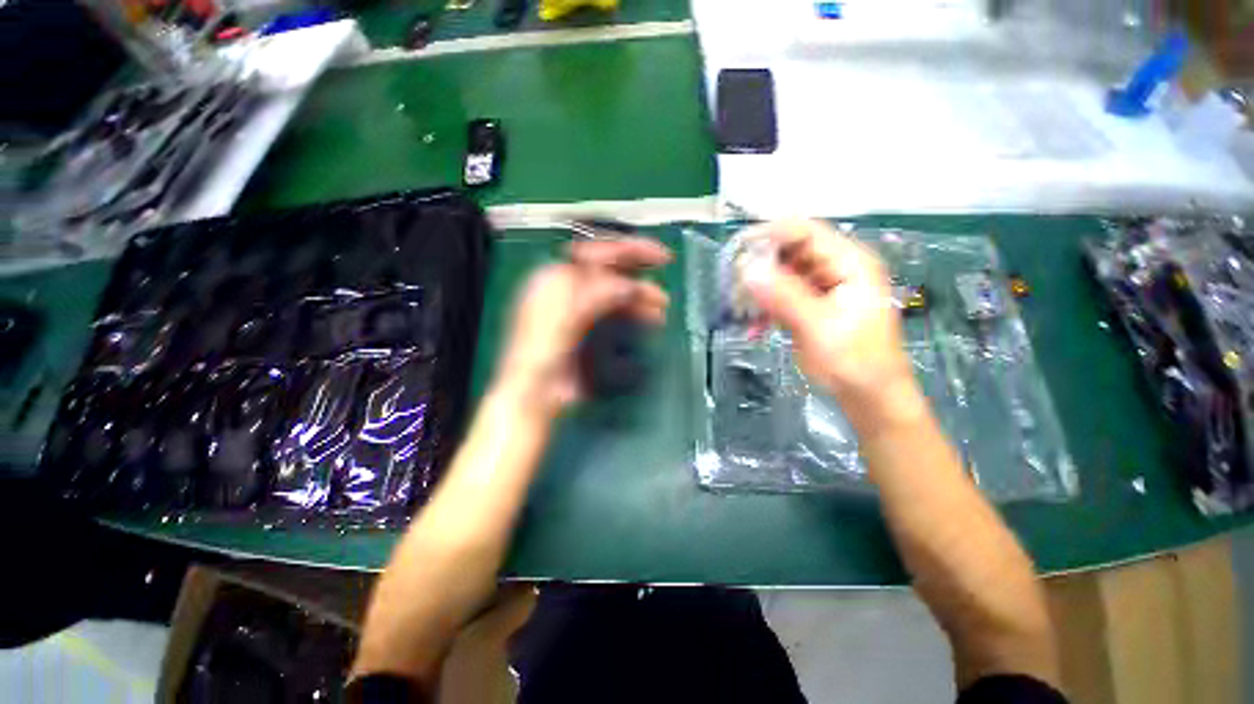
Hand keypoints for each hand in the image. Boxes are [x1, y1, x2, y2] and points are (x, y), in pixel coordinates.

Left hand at [495, 237, 670, 417]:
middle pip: (608, 270)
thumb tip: (628, 285)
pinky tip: (648, 317)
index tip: (653, 252)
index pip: (594, 253)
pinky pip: (617, 313)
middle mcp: (569, 291)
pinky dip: (634, 312)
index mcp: (555, 280)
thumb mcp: (565, 319)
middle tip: (664, 267)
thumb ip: (595, 297)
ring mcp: (581, 311)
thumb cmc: (539, 354)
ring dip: (640, 294)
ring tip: (660, 304)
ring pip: (616, 293)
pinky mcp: (592, 331)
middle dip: (637, 269)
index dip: (625, 249)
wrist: (535, 394)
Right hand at [742, 220, 925, 433]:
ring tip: (740, 312)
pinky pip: (781, 297)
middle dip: (760, 269)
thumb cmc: (854, 362)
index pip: (805, 232)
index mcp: (849, 263)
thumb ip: (783, 296)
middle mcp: (835, 268)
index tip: (737, 250)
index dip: (770, 235)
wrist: (869, 397)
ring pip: (781, 276)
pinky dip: (765, 310)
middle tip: (734, 289)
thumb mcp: (818, 327)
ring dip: (758, 292)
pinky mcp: (810, 306)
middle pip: (789, 252)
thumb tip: (747, 269)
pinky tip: (754, 329)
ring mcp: (822, 288)